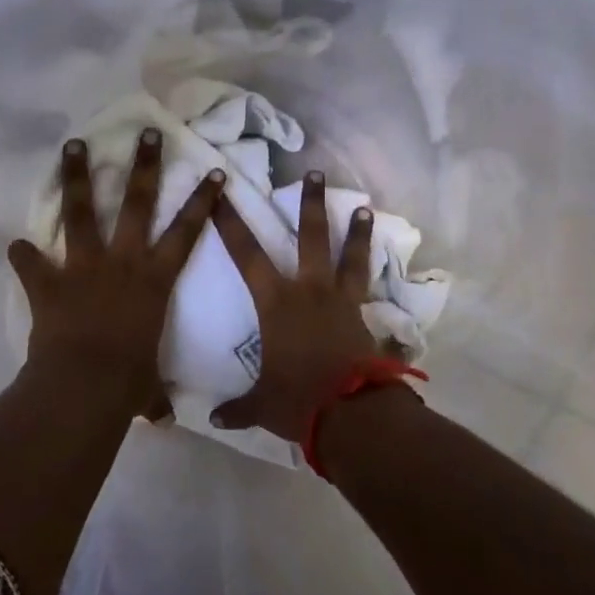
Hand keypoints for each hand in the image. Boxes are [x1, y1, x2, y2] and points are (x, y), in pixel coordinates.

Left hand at [8, 130, 223, 419]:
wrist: (86, 385)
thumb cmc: (129, 382)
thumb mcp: (148, 387)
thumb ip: (153, 394)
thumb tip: (162, 417)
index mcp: (155, 280)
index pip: (187, 232)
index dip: (202, 202)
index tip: (214, 172)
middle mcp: (123, 261)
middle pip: (136, 203)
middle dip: (143, 165)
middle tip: (147, 133)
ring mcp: (84, 266)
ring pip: (81, 211)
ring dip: (77, 176)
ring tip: (73, 144)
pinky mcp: (50, 281)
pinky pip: (31, 262)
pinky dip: (23, 255)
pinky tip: (14, 244)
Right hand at [208, 170, 379, 440]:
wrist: (350, 412)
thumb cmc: (297, 400)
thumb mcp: (261, 405)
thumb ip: (238, 407)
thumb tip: (214, 420)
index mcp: (275, 303)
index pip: (246, 254)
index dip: (231, 224)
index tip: (223, 194)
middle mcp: (309, 291)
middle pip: (309, 237)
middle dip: (309, 203)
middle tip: (314, 173)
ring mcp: (340, 301)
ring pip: (348, 256)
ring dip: (355, 231)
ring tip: (364, 208)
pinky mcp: (363, 317)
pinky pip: (368, 288)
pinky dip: (374, 276)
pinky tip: (381, 266)